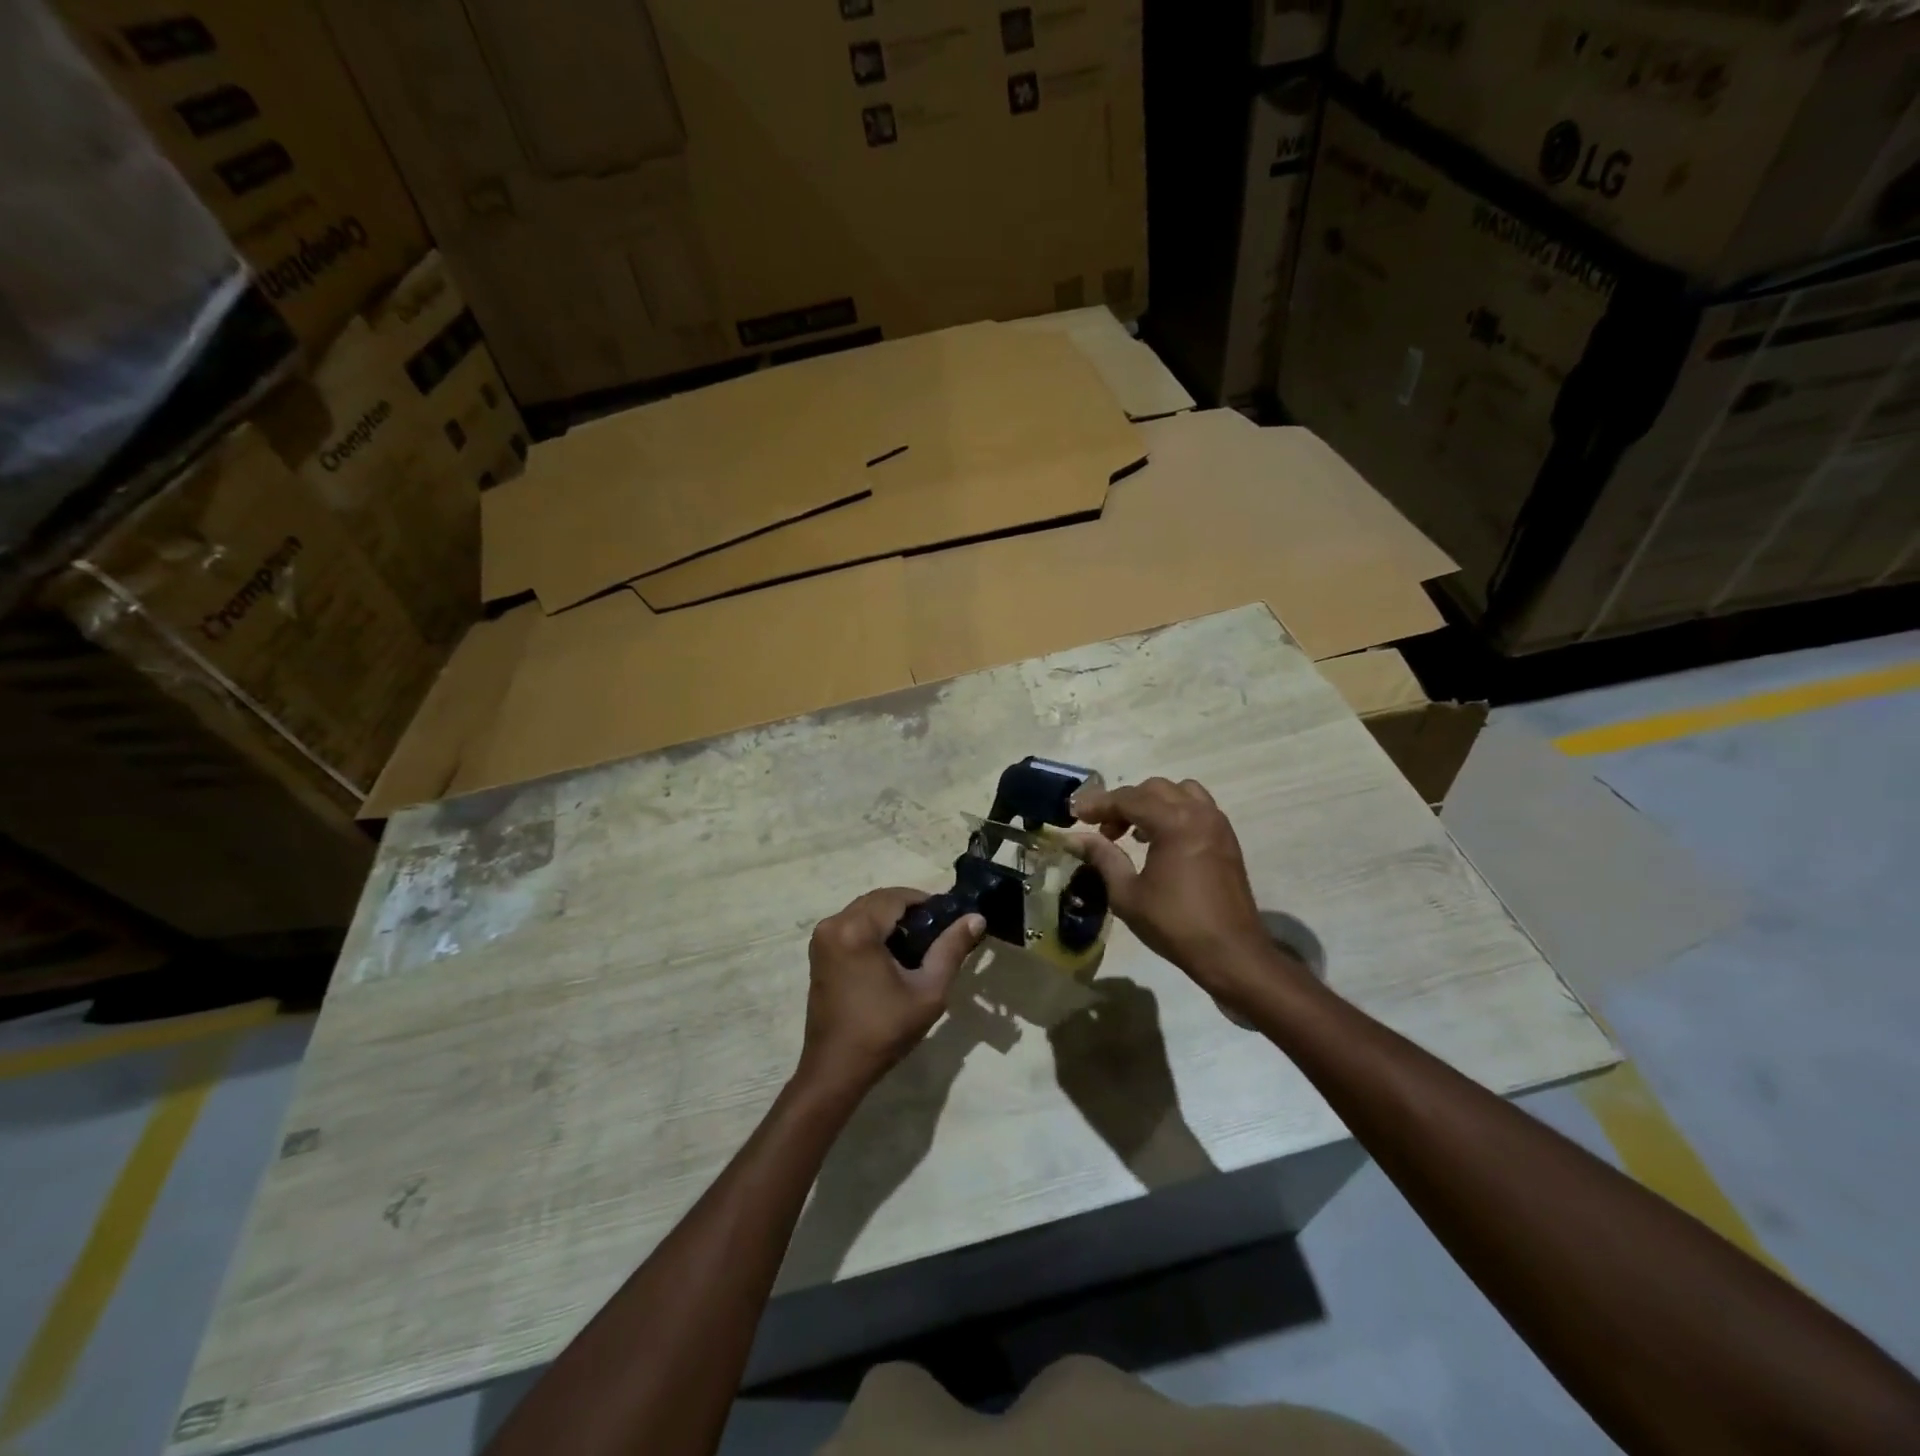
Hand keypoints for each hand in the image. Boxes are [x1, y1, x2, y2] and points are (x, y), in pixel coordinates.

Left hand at [797, 888, 984, 1097]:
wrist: (836, 1069)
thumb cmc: (884, 1031)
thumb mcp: (928, 990)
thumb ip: (951, 948)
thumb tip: (976, 918)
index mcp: (857, 929)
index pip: (897, 896)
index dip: (926, 902)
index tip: (950, 920)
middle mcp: (833, 924)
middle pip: (879, 900)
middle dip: (909, 910)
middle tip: (937, 933)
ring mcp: (822, 938)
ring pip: (864, 911)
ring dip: (891, 919)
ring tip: (919, 945)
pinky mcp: (819, 952)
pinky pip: (851, 925)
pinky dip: (873, 930)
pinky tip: (893, 955)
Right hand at [1067, 778, 1299, 1004]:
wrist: (1231, 953)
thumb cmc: (1175, 924)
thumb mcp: (1127, 894)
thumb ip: (1102, 858)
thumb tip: (1075, 838)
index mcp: (1174, 823)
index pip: (1128, 799)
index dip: (1098, 804)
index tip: (1074, 814)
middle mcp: (1199, 813)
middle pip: (1153, 789)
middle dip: (1124, 803)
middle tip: (1103, 831)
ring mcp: (1217, 824)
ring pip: (1179, 792)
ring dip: (1152, 803)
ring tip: (1134, 832)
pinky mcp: (1227, 839)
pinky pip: (1197, 808)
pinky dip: (1174, 812)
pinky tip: (1160, 842)